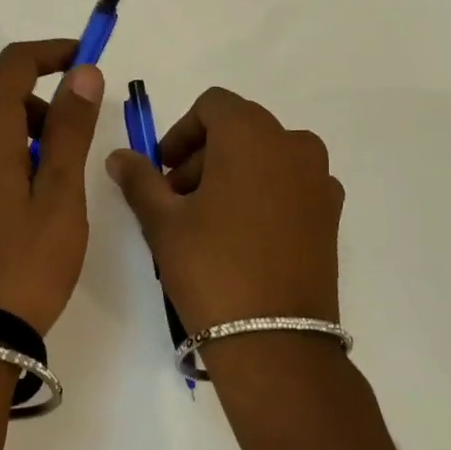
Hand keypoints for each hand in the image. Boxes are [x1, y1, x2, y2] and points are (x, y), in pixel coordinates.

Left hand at [0, 39, 104, 334]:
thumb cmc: (25, 263)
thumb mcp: (60, 194)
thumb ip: (71, 127)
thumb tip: (82, 71)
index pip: (14, 64)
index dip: (52, 52)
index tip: (86, 60)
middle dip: (43, 103)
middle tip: (77, 143)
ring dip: (25, 135)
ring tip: (55, 186)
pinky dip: (4, 160)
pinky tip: (23, 208)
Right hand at [107, 87, 342, 333]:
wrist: (276, 343)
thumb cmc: (212, 268)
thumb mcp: (163, 221)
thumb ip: (139, 179)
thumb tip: (119, 155)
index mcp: (252, 133)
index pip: (212, 105)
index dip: (182, 132)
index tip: (163, 170)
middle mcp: (293, 144)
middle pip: (239, 128)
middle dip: (203, 155)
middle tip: (178, 200)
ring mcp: (319, 178)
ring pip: (266, 155)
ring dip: (233, 172)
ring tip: (208, 220)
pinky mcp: (331, 212)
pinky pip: (291, 183)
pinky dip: (265, 192)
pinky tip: (245, 236)